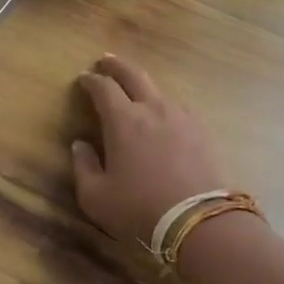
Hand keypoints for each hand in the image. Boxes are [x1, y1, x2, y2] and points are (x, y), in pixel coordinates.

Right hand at [71, 54, 227, 246]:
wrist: (200, 223)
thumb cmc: (140, 209)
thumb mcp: (96, 197)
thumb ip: (83, 166)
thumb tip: (80, 145)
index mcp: (123, 119)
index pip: (103, 87)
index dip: (91, 80)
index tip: (83, 79)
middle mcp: (152, 108)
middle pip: (133, 73)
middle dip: (116, 65)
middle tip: (105, 60)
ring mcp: (181, 116)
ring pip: (158, 90)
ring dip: (143, 86)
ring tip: (136, 91)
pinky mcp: (203, 130)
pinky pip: (179, 108)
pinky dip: (165, 106)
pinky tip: (165, 117)